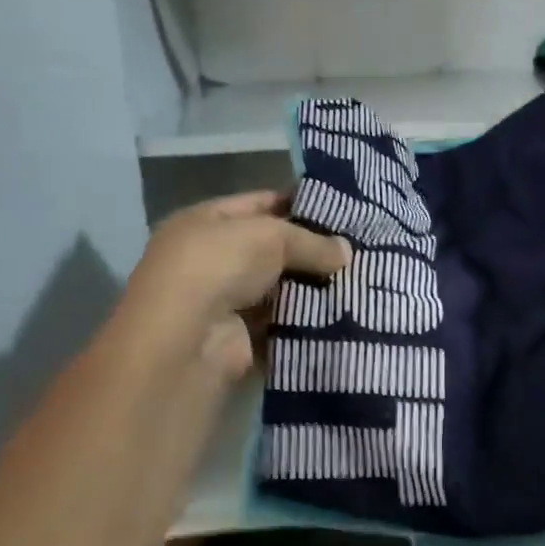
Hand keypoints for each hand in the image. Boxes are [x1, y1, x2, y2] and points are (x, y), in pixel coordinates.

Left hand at [114, 192, 350, 379]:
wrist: (185, 342)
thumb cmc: (218, 267)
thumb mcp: (270, 236)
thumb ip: (311, 241)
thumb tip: (347, 251)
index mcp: (207, 222)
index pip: (260, 204)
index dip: (300, 204)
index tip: (343, 211)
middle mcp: (212, 259)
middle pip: (272, 248)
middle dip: (312, 250)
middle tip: (359, 249)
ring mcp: (224, 301)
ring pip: (280, 288)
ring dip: (313, 287)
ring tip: (359, 280)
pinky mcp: (240, 338)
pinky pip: (282, 324)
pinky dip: (306, 321)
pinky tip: (342, 313)